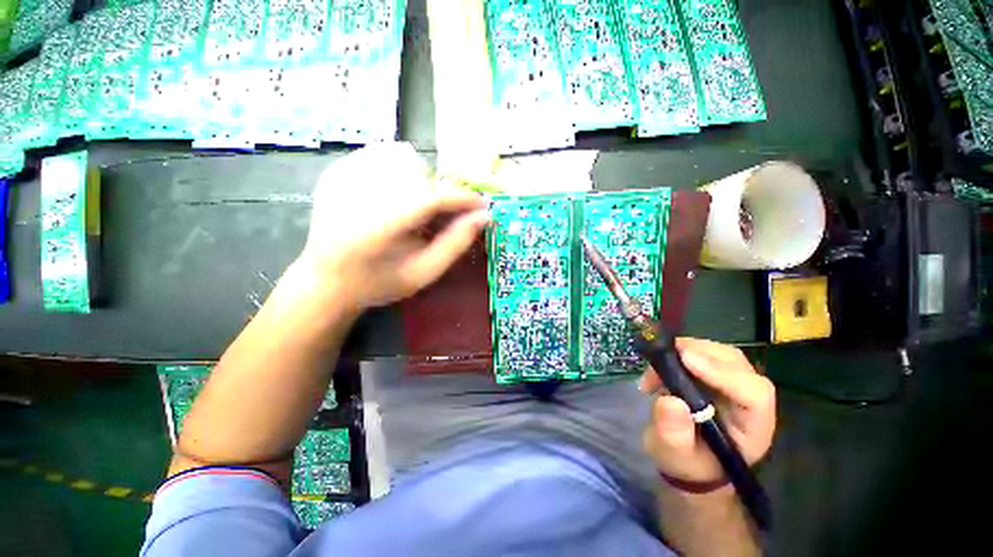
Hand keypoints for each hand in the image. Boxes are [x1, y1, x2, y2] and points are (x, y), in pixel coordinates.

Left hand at [295, 142, 489, 310]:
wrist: (326, 279)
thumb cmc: (379, 283)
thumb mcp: (423, 273)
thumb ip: (455, 244)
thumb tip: (482, 217)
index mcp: (377, 228)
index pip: (430, 199)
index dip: (462, 199)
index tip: (482, 206)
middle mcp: (356, 195)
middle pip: (418, 175)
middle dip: (442, 194)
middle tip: (446, 217)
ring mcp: (342, 178)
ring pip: (402, 158)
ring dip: (423, 181)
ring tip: (420, 209)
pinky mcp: (337, 171)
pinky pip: (382, 156)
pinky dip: (402, 172)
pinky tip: (399, 196)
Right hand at [640, 338, 775, 484]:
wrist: (685, 457)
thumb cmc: (685, 462)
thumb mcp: (674, 455)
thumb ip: (674, 434)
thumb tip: (671, 400)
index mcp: (752, 427)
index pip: (753, 394)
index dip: (722, 372)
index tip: (685, 360)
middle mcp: (748, 400)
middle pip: (737, 364)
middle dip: (699, 354)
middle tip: (662, 357)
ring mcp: (732, 383)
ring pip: (720, 353)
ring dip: (685, 351)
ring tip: (656, 367)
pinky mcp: (713, 373)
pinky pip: (702, 352)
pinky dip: (677, 352)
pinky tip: (658, 367)